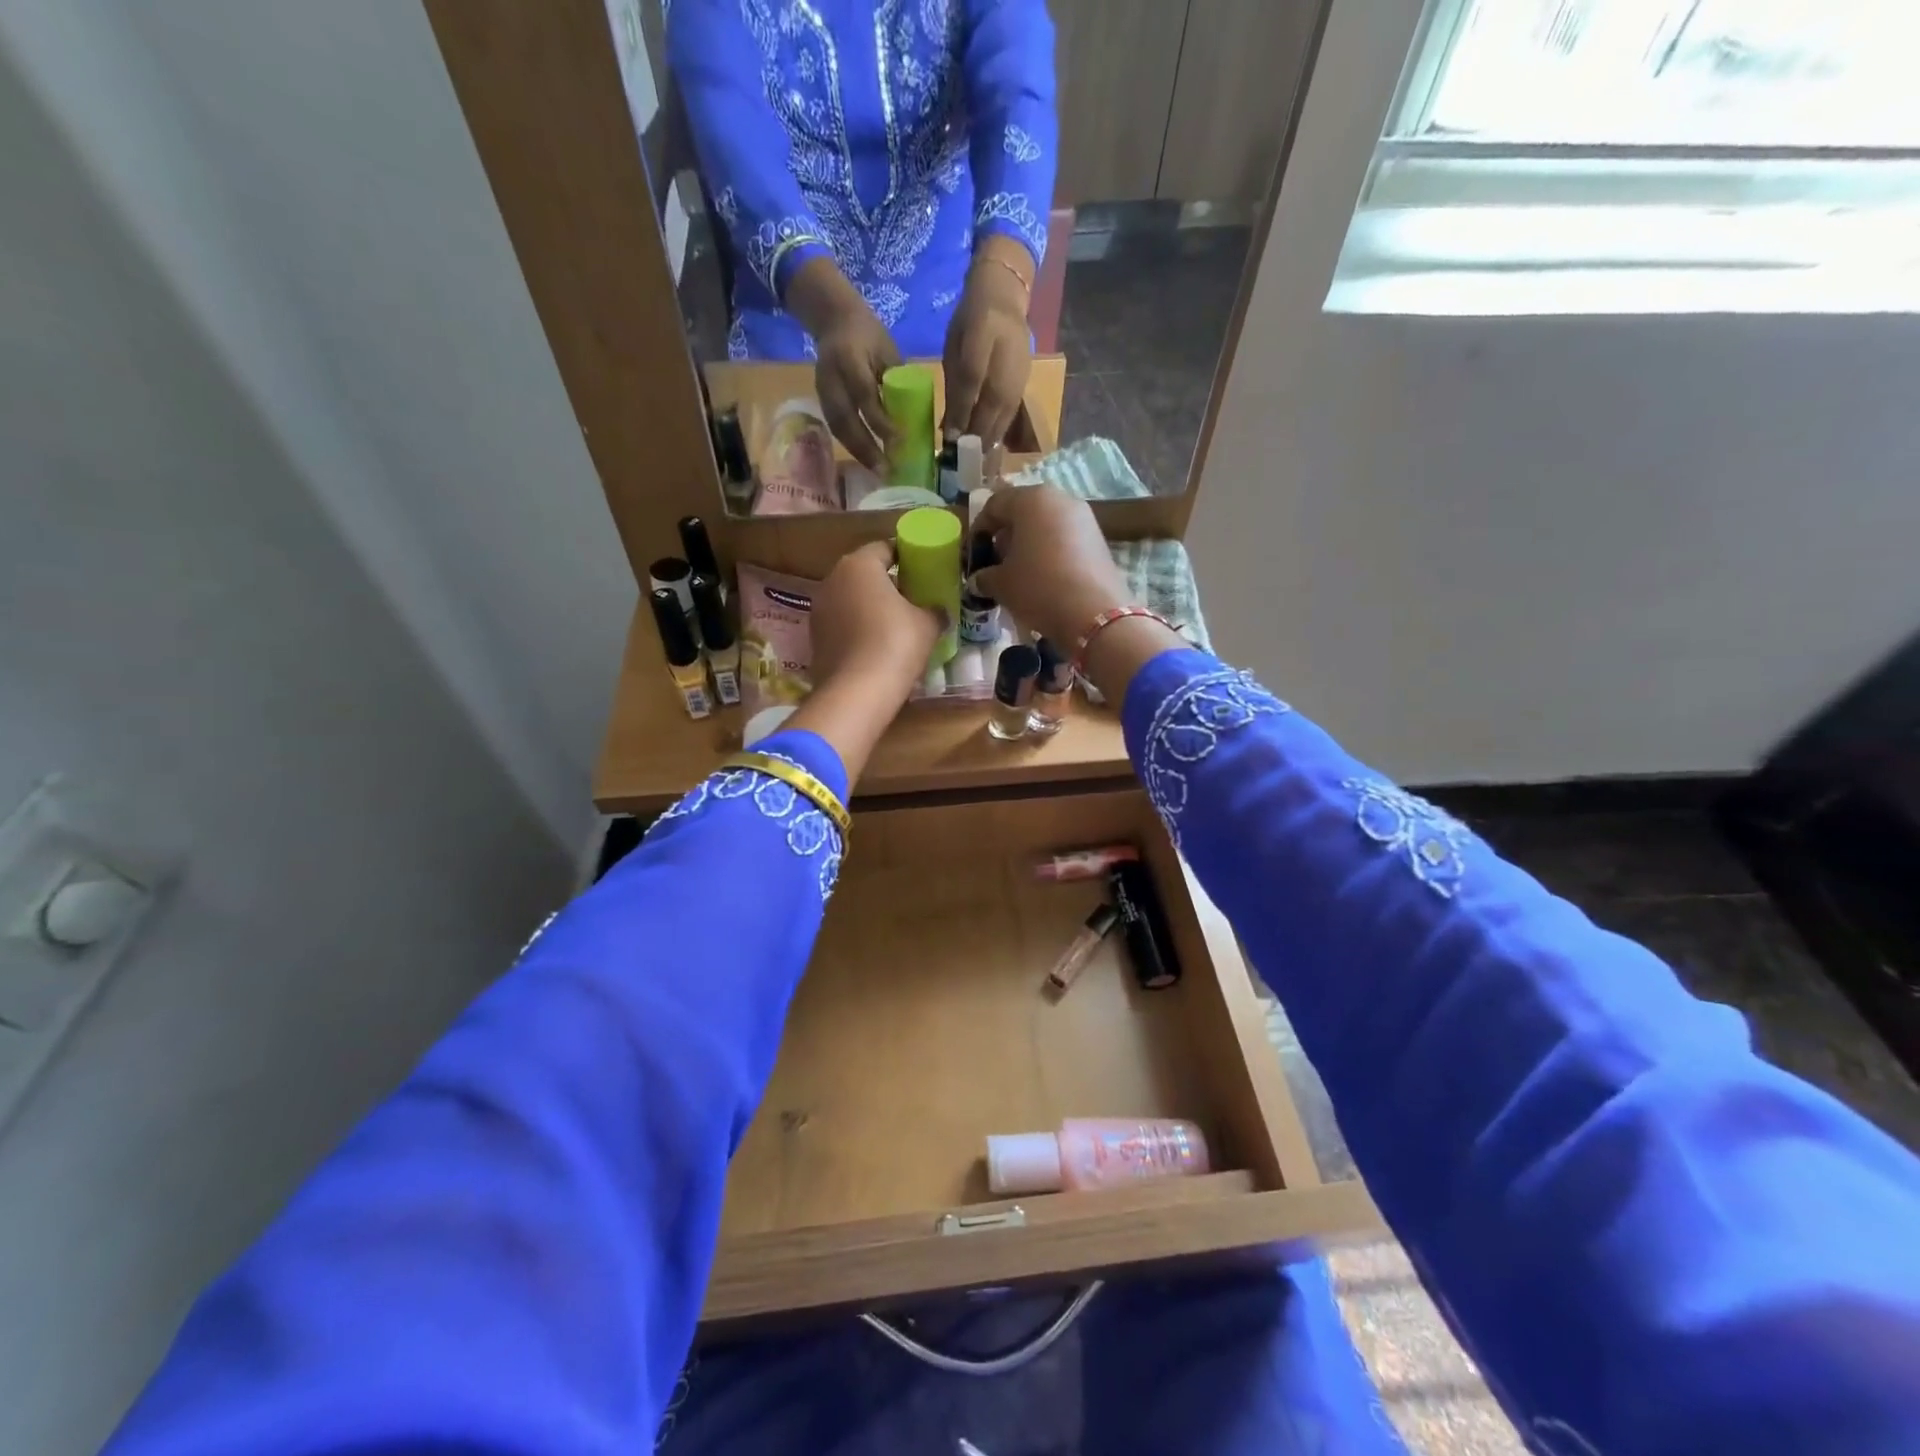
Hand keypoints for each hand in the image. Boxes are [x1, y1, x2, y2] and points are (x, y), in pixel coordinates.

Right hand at [790, 259, 901, 471]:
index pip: (865, 395)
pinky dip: (850, 444)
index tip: (899, 441)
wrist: (833, 318)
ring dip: (857, 451)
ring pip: (838, 427)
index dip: (880, 420)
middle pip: (846, 418)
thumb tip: (911, 417)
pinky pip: (835, 426)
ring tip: (876, 470)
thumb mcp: (887, 350)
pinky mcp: (821, 398)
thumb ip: (895, 381)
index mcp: (850, 358)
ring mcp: (822, 388)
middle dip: (866, 447)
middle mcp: (831, 376)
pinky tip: (865, 458)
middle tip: (885, 469)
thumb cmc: (869, 334)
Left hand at [809, 541, 942, 706]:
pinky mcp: (814, 638)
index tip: (922, 569)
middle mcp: (832, 580)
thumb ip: (934, 609)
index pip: (885, 548)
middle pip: (863, 573)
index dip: (906, 556)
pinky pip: (841, 624)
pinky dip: (856, 629)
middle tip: (911, 597)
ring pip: (850, 599)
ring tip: (893, 624)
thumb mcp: (928, 623)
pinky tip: (875, 645)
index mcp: (859, 564)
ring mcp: (819, 610)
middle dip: (885, 582)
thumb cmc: (896, 643)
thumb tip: (938, 610)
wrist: (857, 691)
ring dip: (868, 607)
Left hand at [942, 247, 1033, 445]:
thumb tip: (949, 425)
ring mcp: (1021, 367)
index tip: (951, 435)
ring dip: (991, 436)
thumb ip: (953, 383)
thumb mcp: (954, 344)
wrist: (1004, 295)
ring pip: (1006, 408)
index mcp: (983, 330)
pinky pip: (1013, 409)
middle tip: (964, 457)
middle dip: (978, 431)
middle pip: (994, 399)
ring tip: (978, 458)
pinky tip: (991, 446)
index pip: (972, 376)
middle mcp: (1007, 351)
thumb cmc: (970, 320)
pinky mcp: (1027, 380)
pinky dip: (1001, 429)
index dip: (962, 408)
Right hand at [972, 485, 1130, 647]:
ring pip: (1045, 525)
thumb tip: (978, 580)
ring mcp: (1084, 517)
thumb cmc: (1039, 588)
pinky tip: (1044, 579)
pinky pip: (1064, 538)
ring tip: (1019, 574)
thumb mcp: (1001, 584)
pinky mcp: (1098, 538)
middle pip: (1022, 512)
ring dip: (1028, 545)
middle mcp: (1060, 499)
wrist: (1094, 614)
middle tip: (996, 564)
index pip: (994, 505)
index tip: (974, 555)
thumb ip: (984, 576)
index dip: (979, 530)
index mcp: (1031, 499)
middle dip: (1005, 536)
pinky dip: (1050, 552)